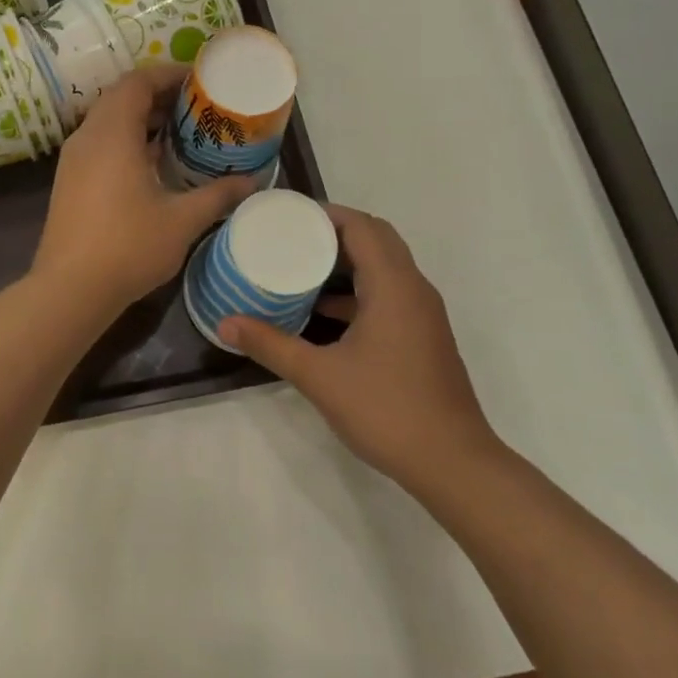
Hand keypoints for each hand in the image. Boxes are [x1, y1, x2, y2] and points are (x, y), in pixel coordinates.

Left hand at [31, 64, 251, 312]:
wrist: (69, 289)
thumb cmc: (128, 247)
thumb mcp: (182, 220)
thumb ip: (218, 195)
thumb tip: (252, 181)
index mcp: (112, 134)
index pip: (136, 82)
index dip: (167, 74)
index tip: (199, 80)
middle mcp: (87, 137)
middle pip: (121, 97)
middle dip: (158, 95)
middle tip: (196, 106)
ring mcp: (73, 160)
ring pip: (108, 121)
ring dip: (141, 119)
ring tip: (180, 132)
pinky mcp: (69, 181)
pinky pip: (100, 143)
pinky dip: (126, 140)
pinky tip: (152, 164)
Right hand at [222, 206, 500, 493]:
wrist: (452, 463)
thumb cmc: (387, 410)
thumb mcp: (319, 376)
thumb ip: (271, 345)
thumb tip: (226, 324)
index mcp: (394, 286)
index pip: (362, 226)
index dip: (326, 213)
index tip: (287, 215)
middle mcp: (413, 289)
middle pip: (376, 238)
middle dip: (334, 232)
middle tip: (291, 236)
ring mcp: (421, 314)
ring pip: (383, 267)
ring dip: (346, 261)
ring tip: (300, 266)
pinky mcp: (421, 335)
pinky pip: (387, 294)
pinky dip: (357, 291)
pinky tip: (322, 313)